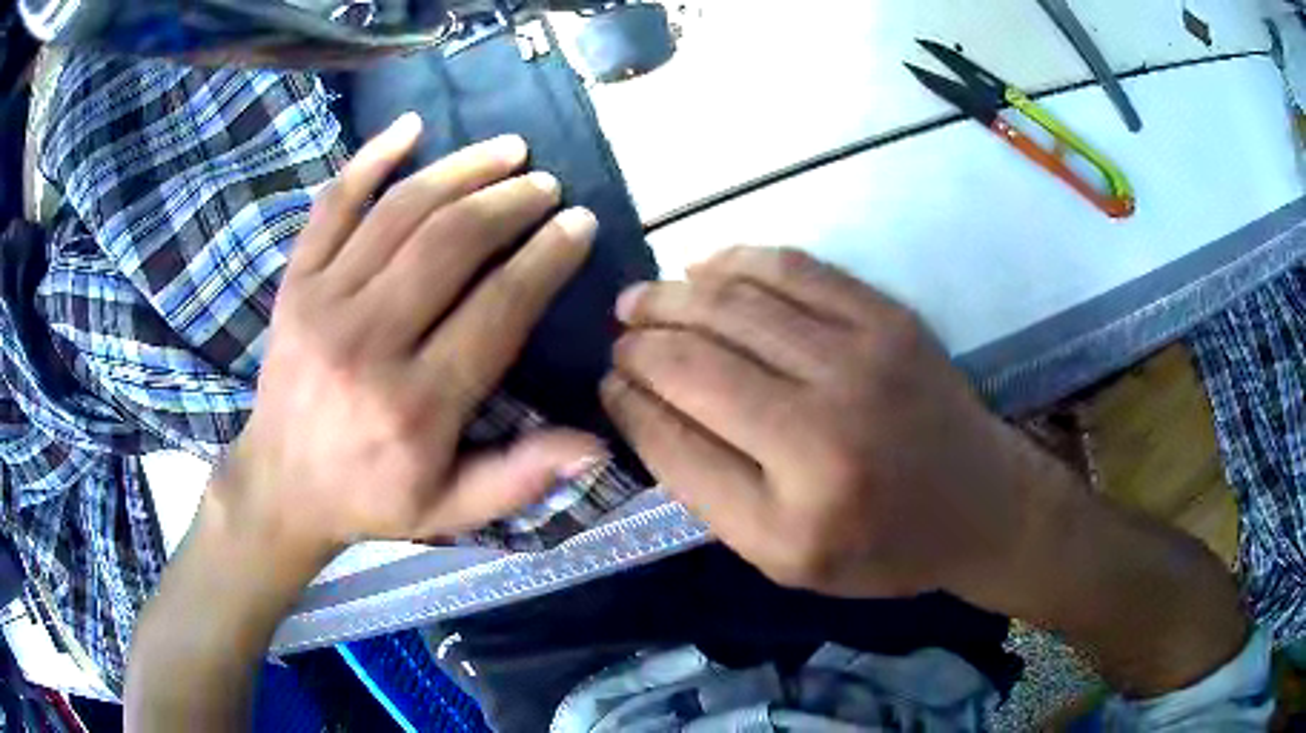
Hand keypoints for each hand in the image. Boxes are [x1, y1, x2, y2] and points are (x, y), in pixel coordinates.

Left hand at [212, 113, 602, 564]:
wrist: (281, 484)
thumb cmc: (371, 496)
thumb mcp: (451, 508)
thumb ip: (521, 478)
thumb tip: (597, 446)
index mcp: (416, 405)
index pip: (497, 308)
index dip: (546, 257)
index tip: (579, 223)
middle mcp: (367, 342)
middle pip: (450, 243)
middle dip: (510, 202)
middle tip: (546, 184)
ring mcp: (323, 303)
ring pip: (400, 212)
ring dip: (461, 169)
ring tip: (507, 150)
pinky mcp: (295, 282)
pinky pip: (333, 205)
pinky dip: (371, 159)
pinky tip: (411, 126)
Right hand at [603, 246, 1042, 599]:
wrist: (978, 504)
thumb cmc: (878, 546)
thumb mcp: (780, 554)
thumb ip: (704, 484)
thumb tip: (637, 402)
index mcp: (794, 506)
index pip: (679, 432)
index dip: (630, 397)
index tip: (608, 380)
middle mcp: (825, 425)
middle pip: (699, 357)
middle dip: (641, 338)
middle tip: (619, 333)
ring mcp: (863, 357)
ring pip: (736, 302)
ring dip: (675, 294)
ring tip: (643, 298)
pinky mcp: (887, 317)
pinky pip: (794, 269)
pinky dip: (737, 261)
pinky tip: (704, 266)